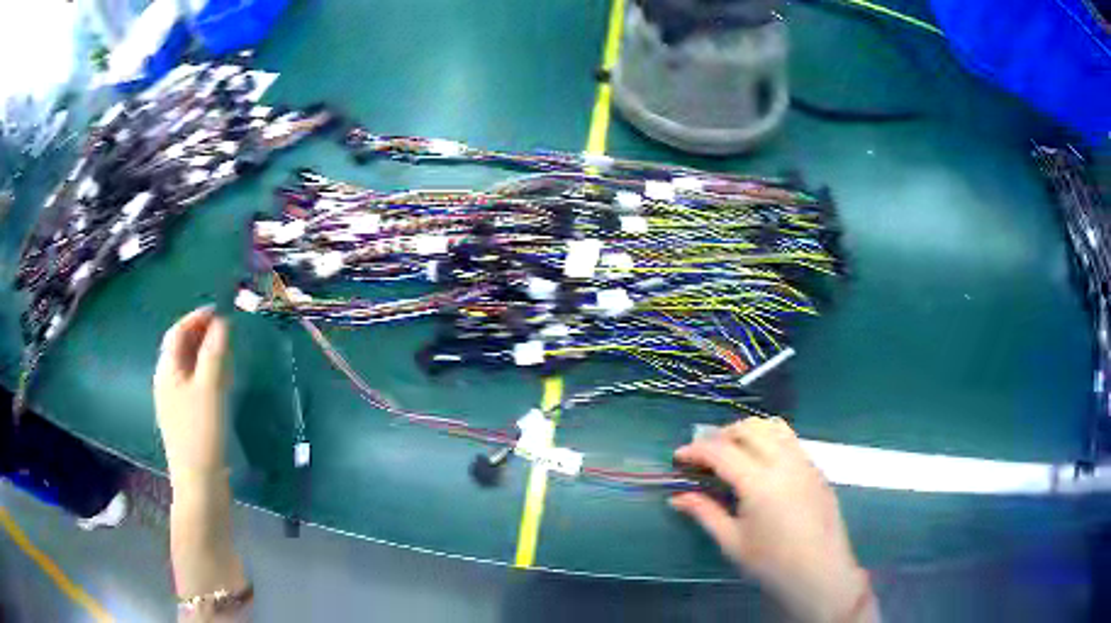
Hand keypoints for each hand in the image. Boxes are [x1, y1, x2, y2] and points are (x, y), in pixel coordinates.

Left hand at [154, 306, 230, 478]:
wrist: (199, 484)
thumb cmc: (201, 433)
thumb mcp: (209, 389)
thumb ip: (214, 353)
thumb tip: (222, 322)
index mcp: (167, 371)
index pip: (177, 333)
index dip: (196, 318)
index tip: (219, 310)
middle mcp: (166, 383)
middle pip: (180, 349)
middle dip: (200, 334)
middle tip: (225, 329)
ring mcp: (174, 403)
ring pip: (187, 367)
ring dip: (204, 353)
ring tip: (226, 350)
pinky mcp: (185, 419)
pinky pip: (193, 385)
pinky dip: (206, 374)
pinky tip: (220, 382)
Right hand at [672, 417, 870, 622]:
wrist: (821, 573)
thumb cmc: (772, 564)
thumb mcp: (732, 542)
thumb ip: (705, 513)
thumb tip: (677, 497)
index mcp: (759, 482)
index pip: (721, 451)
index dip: (696, 450)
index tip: (678, 458)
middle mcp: (784, 462)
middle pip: (748, 428)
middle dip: (721, 435)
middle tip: (704, 456)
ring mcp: (804, 462)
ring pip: (773, 427)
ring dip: (748, 432)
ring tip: (732, 452)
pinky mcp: (817, 469)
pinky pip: (790, 440)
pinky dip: (769, 439)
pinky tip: (762, 465)